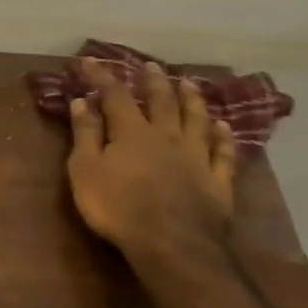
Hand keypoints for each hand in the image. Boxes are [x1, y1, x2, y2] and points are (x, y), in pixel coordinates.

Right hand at [65, 59, 238, 268]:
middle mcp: (167, 136)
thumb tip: (82, 101)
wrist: (172, 246)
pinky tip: (224, 128)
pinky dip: (224, 138)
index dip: (102, 76)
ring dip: (192, 100)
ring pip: (196, 121)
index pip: (115, 95)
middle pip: (162, 101)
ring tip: (189, 84)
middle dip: (153, 81)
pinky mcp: (218, 182)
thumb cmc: (118, 208)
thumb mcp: (86, 170)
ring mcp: (196, 158)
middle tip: (151, 65)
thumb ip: (85, 134)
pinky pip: (223, 154)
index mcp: (132, 132)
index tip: (89, 61)